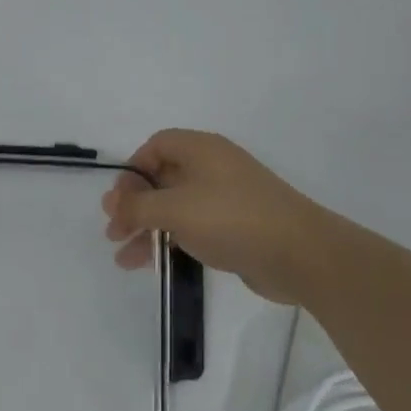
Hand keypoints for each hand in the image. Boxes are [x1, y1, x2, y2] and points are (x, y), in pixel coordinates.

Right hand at [102, 129, 325, 304]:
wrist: (300, 254)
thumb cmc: (231, 219)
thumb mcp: (174, 209)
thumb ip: (137, 206)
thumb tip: (111, 203)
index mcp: (201, 149)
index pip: (156, 146)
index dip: (133, 170)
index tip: (119, 199)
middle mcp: (212, 168)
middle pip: (162, 178)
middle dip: (134, 205)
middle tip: (114, 231)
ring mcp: (226, 199)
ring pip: (175, 208)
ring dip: (147, 228)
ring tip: (122, 256)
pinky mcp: (235, 228)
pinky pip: (192, 228)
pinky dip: (170, 241)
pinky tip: (150, 264)